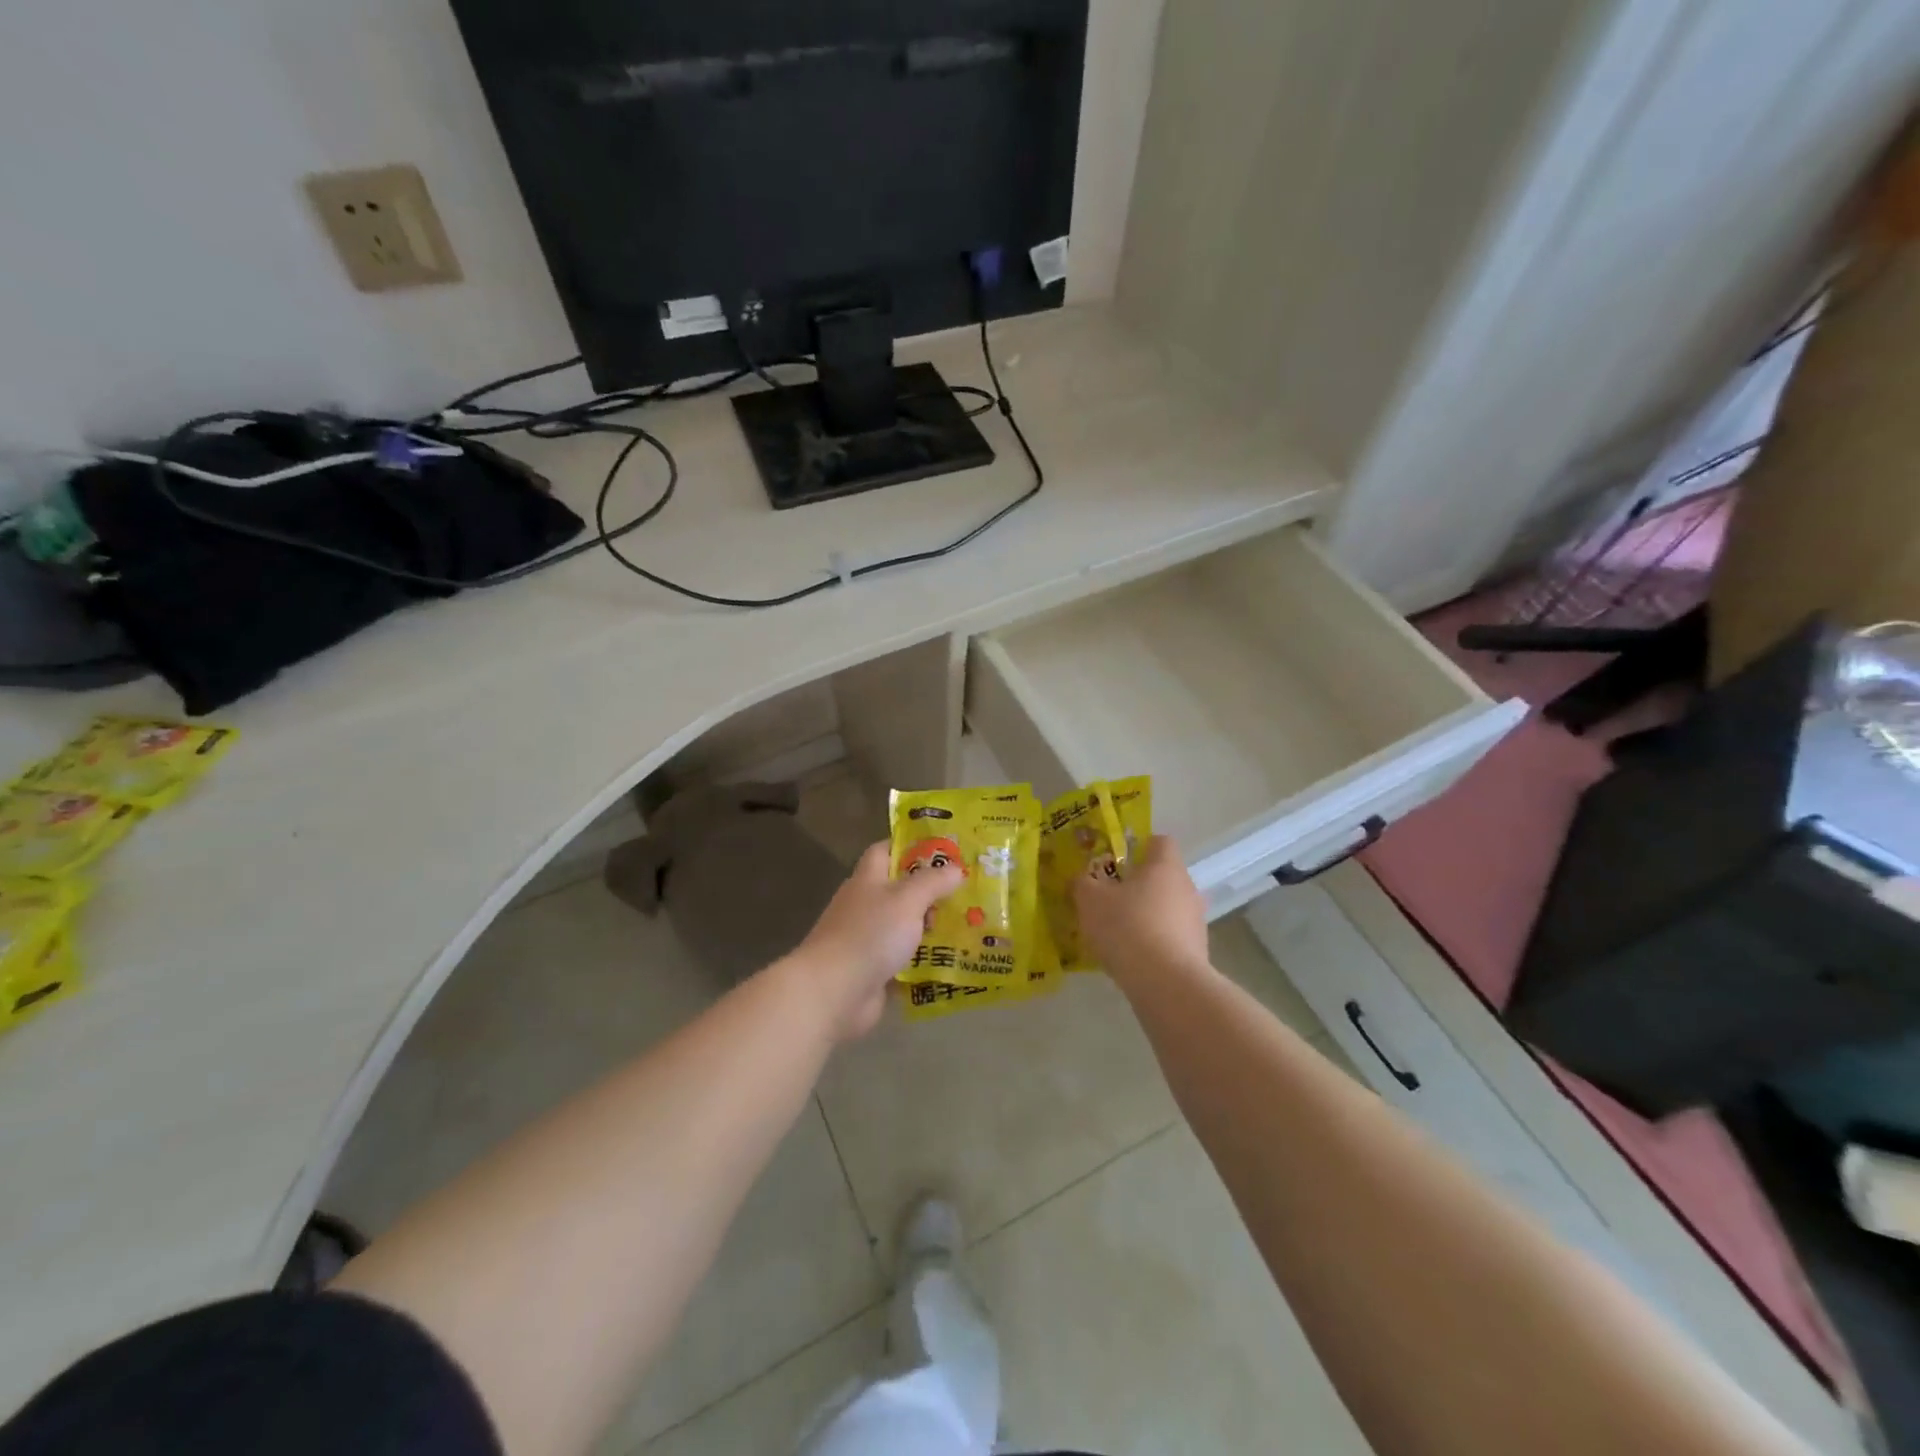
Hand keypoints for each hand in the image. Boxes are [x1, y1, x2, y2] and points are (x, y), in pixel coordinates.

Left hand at [789, 840, 962, 1040]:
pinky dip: (925, 961)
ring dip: (931, 928)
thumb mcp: (907, 899)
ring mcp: (868, 940)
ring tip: (970, 926)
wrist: (833, 992)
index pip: (885, 851)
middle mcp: (865, 905)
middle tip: (968, 892)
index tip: (943, 850)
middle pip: (900, 890)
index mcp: (867, 879)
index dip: (910, 846)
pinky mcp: (873, 970)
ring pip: (905, 927)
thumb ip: (932, 882)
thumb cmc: (869, 934)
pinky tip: (953, 961)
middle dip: (931, 891)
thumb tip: (956, 868)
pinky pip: (905, 960)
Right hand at [1073, 835, 1209, 987]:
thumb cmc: (1127, 927)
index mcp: (1165, 866)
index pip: (1160, 841)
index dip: (1139, 846)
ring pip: (1167, 908)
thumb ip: (1083, 883)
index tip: (1117, 861)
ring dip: (1147, 915)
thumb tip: (1081, 878)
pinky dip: (1154, 942)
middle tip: (1110, 898)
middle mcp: (1187, 887)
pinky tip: (1132, 957)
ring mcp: (1196, 921)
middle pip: (1163, 876)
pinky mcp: (1198, 951)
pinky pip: (1171, 936)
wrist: (1165, 983)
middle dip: (1138, 885)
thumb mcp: (1090, 900)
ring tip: (1118, 933)